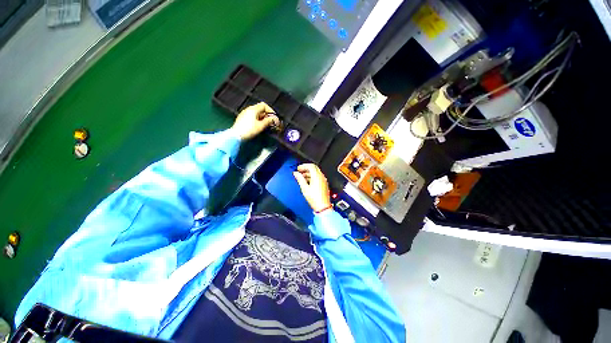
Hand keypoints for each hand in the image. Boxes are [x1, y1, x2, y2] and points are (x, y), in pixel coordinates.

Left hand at [231, 102, 279, 140]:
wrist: (236, 136)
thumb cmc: (249, 130)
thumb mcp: (261, 126)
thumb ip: (268, 121)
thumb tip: (274, 119)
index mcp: (253, 109)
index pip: (264, 105)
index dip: (270, 111)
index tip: (274, 118)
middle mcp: (248, 109)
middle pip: (260, 109)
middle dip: (267, 115)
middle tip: (271, 122)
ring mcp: (244, 114)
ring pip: (256, 113)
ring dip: (262, 118)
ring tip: (266, 125)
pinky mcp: (242, 119)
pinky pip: (252, 117)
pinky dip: (257, 120)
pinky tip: (259, 126)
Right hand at [293, 164, 331, 212]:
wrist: (322, 207)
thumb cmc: (315, 199)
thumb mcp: (304, 188)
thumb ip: (300, 179)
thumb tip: (296, 173)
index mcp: (317, 176)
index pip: (311, 166)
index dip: (303, 166)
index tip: (298, 168)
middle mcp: (321, 177)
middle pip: (314, 168)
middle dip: (306, 168)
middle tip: (300, 171)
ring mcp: (323, 180)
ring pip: (316, 172)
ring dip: (308, 173)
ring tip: (302, 177)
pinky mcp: (324, 184)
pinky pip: (318, 177)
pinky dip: (312, 177)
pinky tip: (307, 181)